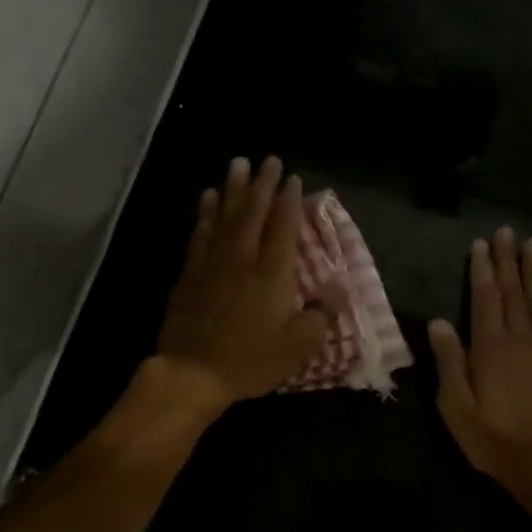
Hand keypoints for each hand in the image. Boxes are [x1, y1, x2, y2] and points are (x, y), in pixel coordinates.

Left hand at [153, 157, 342, 416]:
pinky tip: (208, 198)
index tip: (293, 179)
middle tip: (267, 159)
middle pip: (253, 213)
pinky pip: (200, 234)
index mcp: (272, 274)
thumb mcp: (297, 347)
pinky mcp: (190, 274)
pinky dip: (206, 213)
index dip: (289, 201)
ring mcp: (212, 264)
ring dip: (232, 189)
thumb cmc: (249, 361)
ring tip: (237, 164)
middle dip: (262, 184)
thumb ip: (320, 316)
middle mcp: (242, 259)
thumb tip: (340, 290)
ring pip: (225, 216)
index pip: (283, 227)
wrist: (192, 372)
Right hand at [428, 228, 531, 500]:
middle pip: (513, 292)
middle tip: (506, 231)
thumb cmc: (494, 439)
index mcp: (490, 348)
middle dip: (508, 261)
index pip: (485, 299)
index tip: (481, 245)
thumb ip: (449, 362)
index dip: (482, 271)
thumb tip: (438, 322)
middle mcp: (521, 339)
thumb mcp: (456, 407)